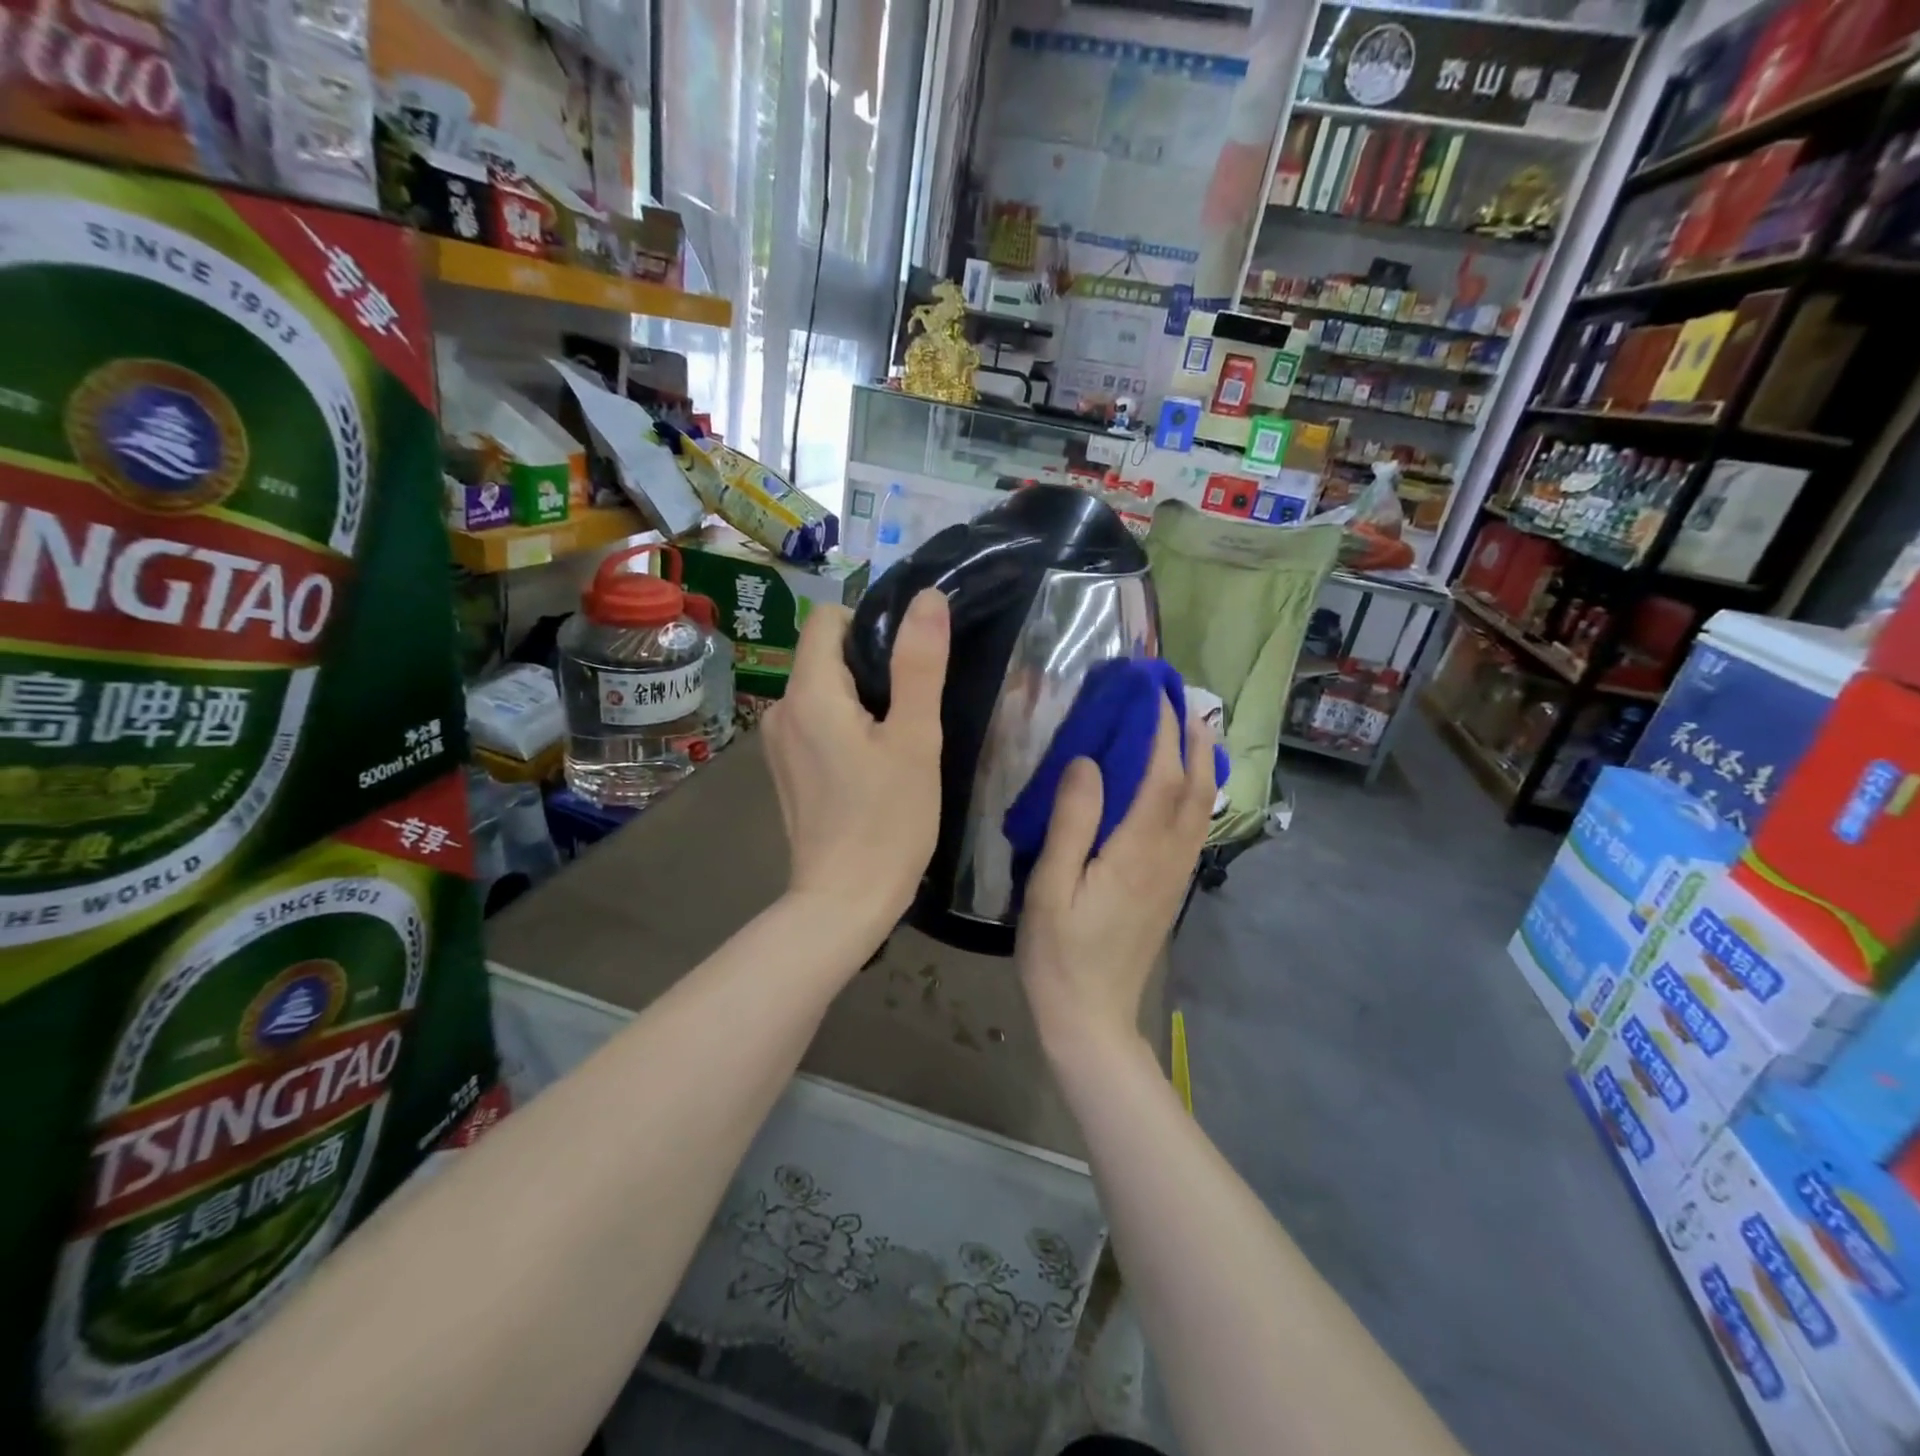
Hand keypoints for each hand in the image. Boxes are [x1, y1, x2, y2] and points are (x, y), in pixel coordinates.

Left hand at [763, 589, 949, 940]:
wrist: (843, 902)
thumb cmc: (887, 821)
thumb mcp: (915, 739)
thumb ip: (920, 665)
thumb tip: (928, 598)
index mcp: (809, 693)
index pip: (828, 619)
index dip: (871, 624)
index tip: (908, 662)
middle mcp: (780, 710)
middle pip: (825, 655)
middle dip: (870, 667)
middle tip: (914, 707)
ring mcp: (777, 744)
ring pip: (822, 691)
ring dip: (860, 700)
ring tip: (898, 738)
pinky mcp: (785, 771)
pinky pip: (815, 724)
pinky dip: (844, 727)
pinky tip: (873, 764)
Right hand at [1018, 698, 1214, 1056]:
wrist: (1090, 1018)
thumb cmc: (1059, 953)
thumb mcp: (1050, 888)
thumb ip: (1070, 822)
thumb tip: (1087, 761)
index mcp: (1136, 852)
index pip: (1162, 775)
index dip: (1162, 730)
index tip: (1154, 692)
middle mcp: (1167, 858)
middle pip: (1195, 787)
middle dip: (1193, 739)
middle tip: (1183, 699)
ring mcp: (1174, 876)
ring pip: (1201, 809)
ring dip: (1202, 764)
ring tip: (1192, 731)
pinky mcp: (1170, 890)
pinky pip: (1193, 830)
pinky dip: (1197, 795)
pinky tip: (1185, 788)